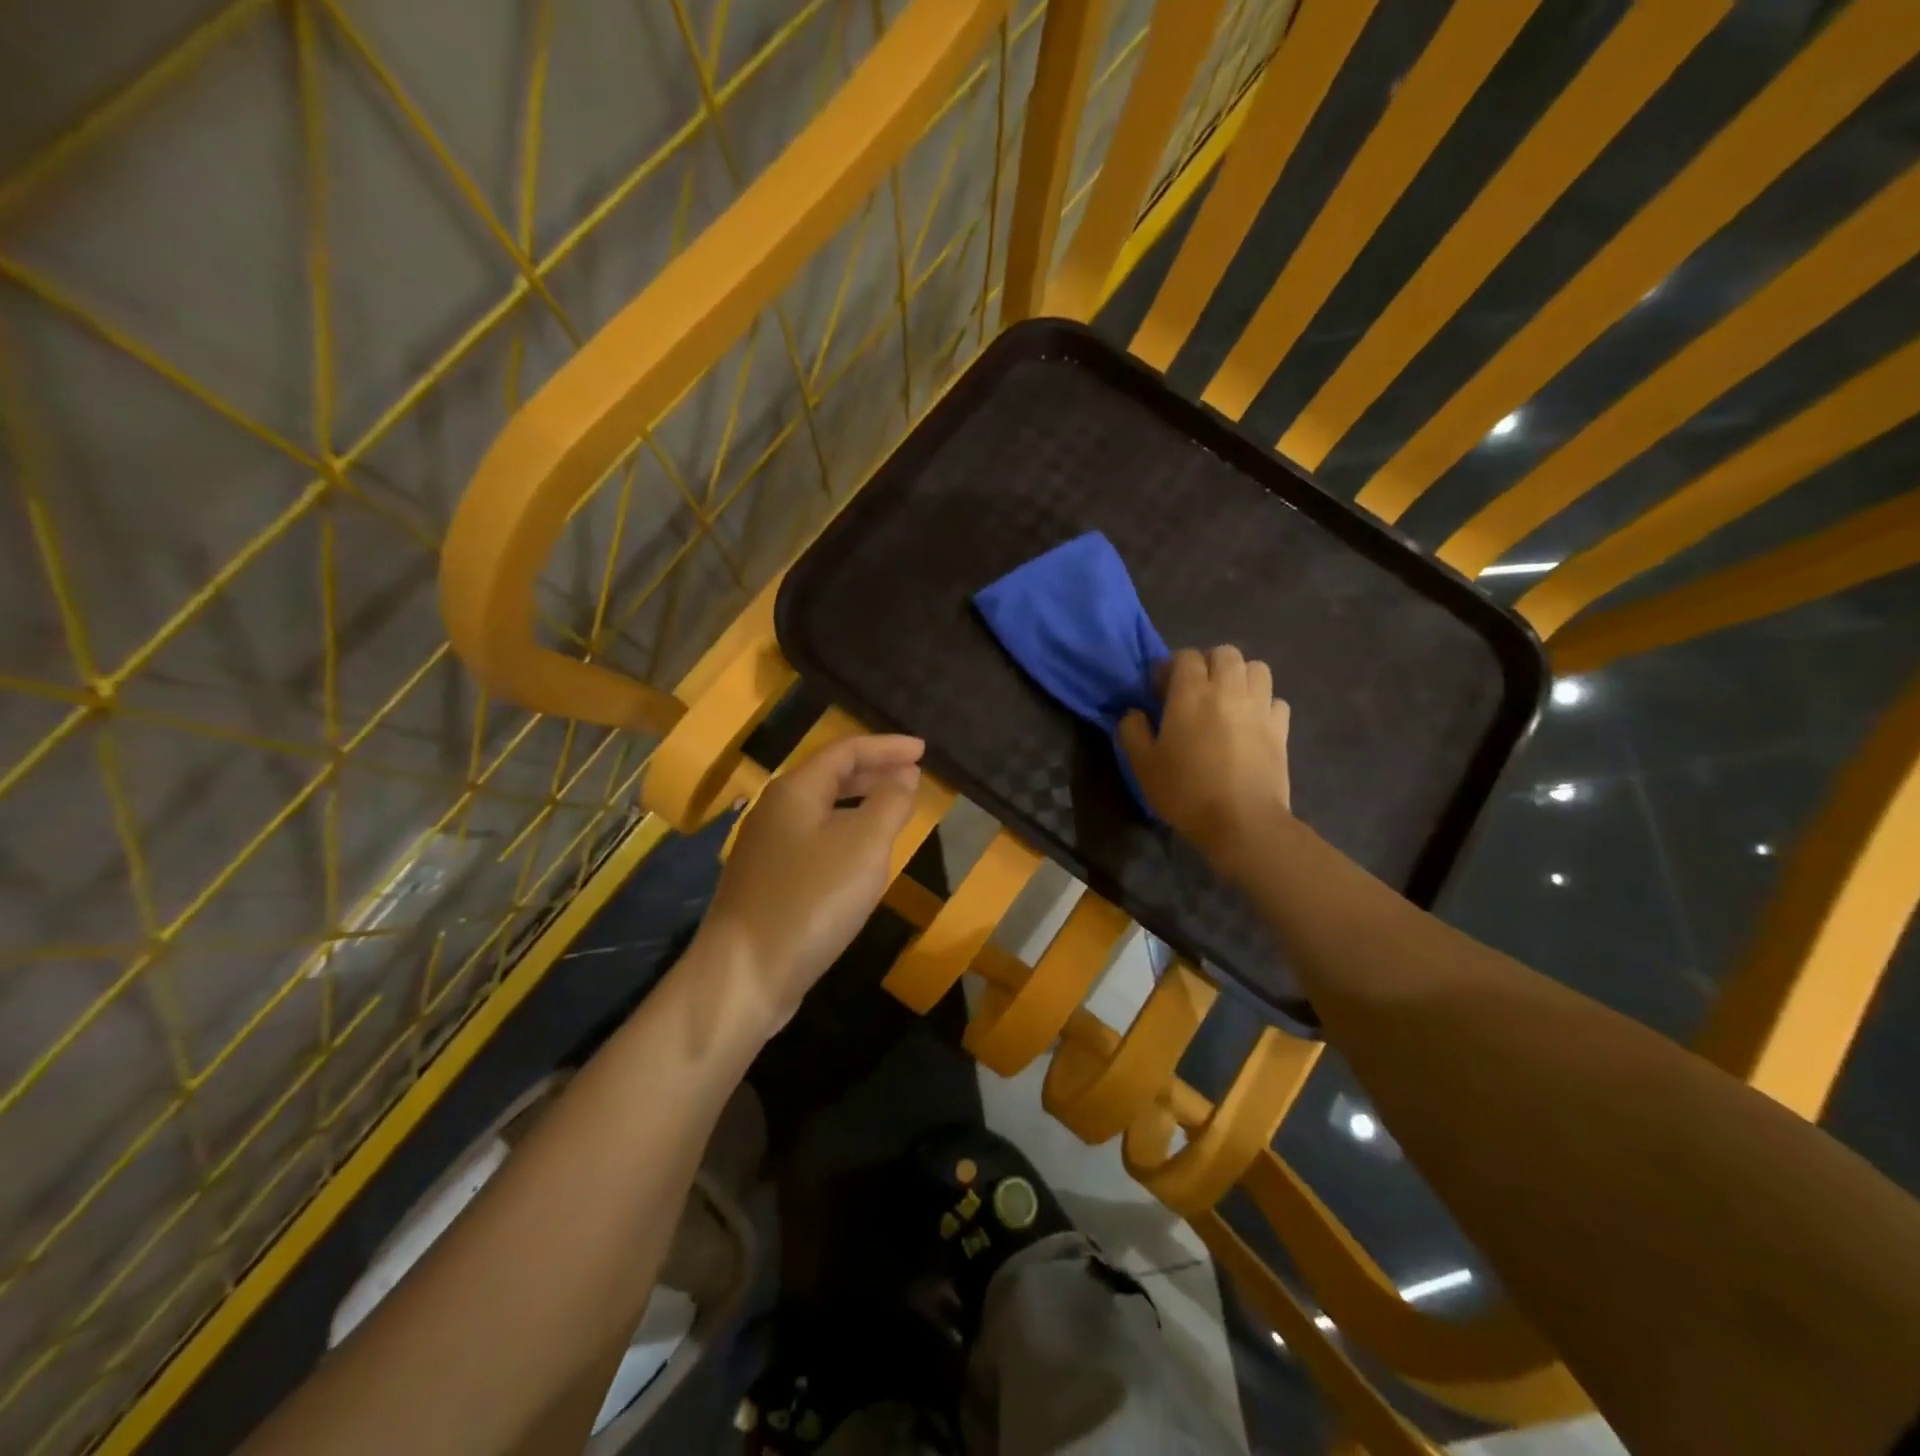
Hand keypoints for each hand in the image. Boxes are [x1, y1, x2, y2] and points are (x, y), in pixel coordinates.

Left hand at [695, 734, 924, 1033]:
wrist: (744, 976)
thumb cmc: (811, 901)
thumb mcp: (864, 846)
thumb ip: (889, 803)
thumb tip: (905, 774)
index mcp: (795, 791)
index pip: (846, 751)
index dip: (887, 747)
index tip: (924, 751)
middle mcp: (775, 811)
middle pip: (830, 777)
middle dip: (873, 771)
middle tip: (912, 776)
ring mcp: (767, 848)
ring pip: (821, 811)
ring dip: (859, 804)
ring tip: (893, 811)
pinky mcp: (767, 882)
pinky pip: (814, 841)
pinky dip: (844, 835)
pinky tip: (860, 859)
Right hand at [1119, 646, 1290, 880]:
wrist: (1242, 821)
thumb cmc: (1186, 791)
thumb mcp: (1143, 765)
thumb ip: (1132, 731)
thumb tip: (1134, 713)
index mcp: (1191, 693)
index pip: (1185, 657)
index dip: (1171, 668)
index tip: (1161, 691)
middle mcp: (1228, 690)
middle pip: (1225, 653)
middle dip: (1208, 664)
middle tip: (1195, 691)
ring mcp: (1259, 707)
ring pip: (1256, 668)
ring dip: (1240, 677)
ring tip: (1227, 700)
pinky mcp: (1281, 728)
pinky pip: (1275, 700)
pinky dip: (1263, 704)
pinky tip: (1251, 723)